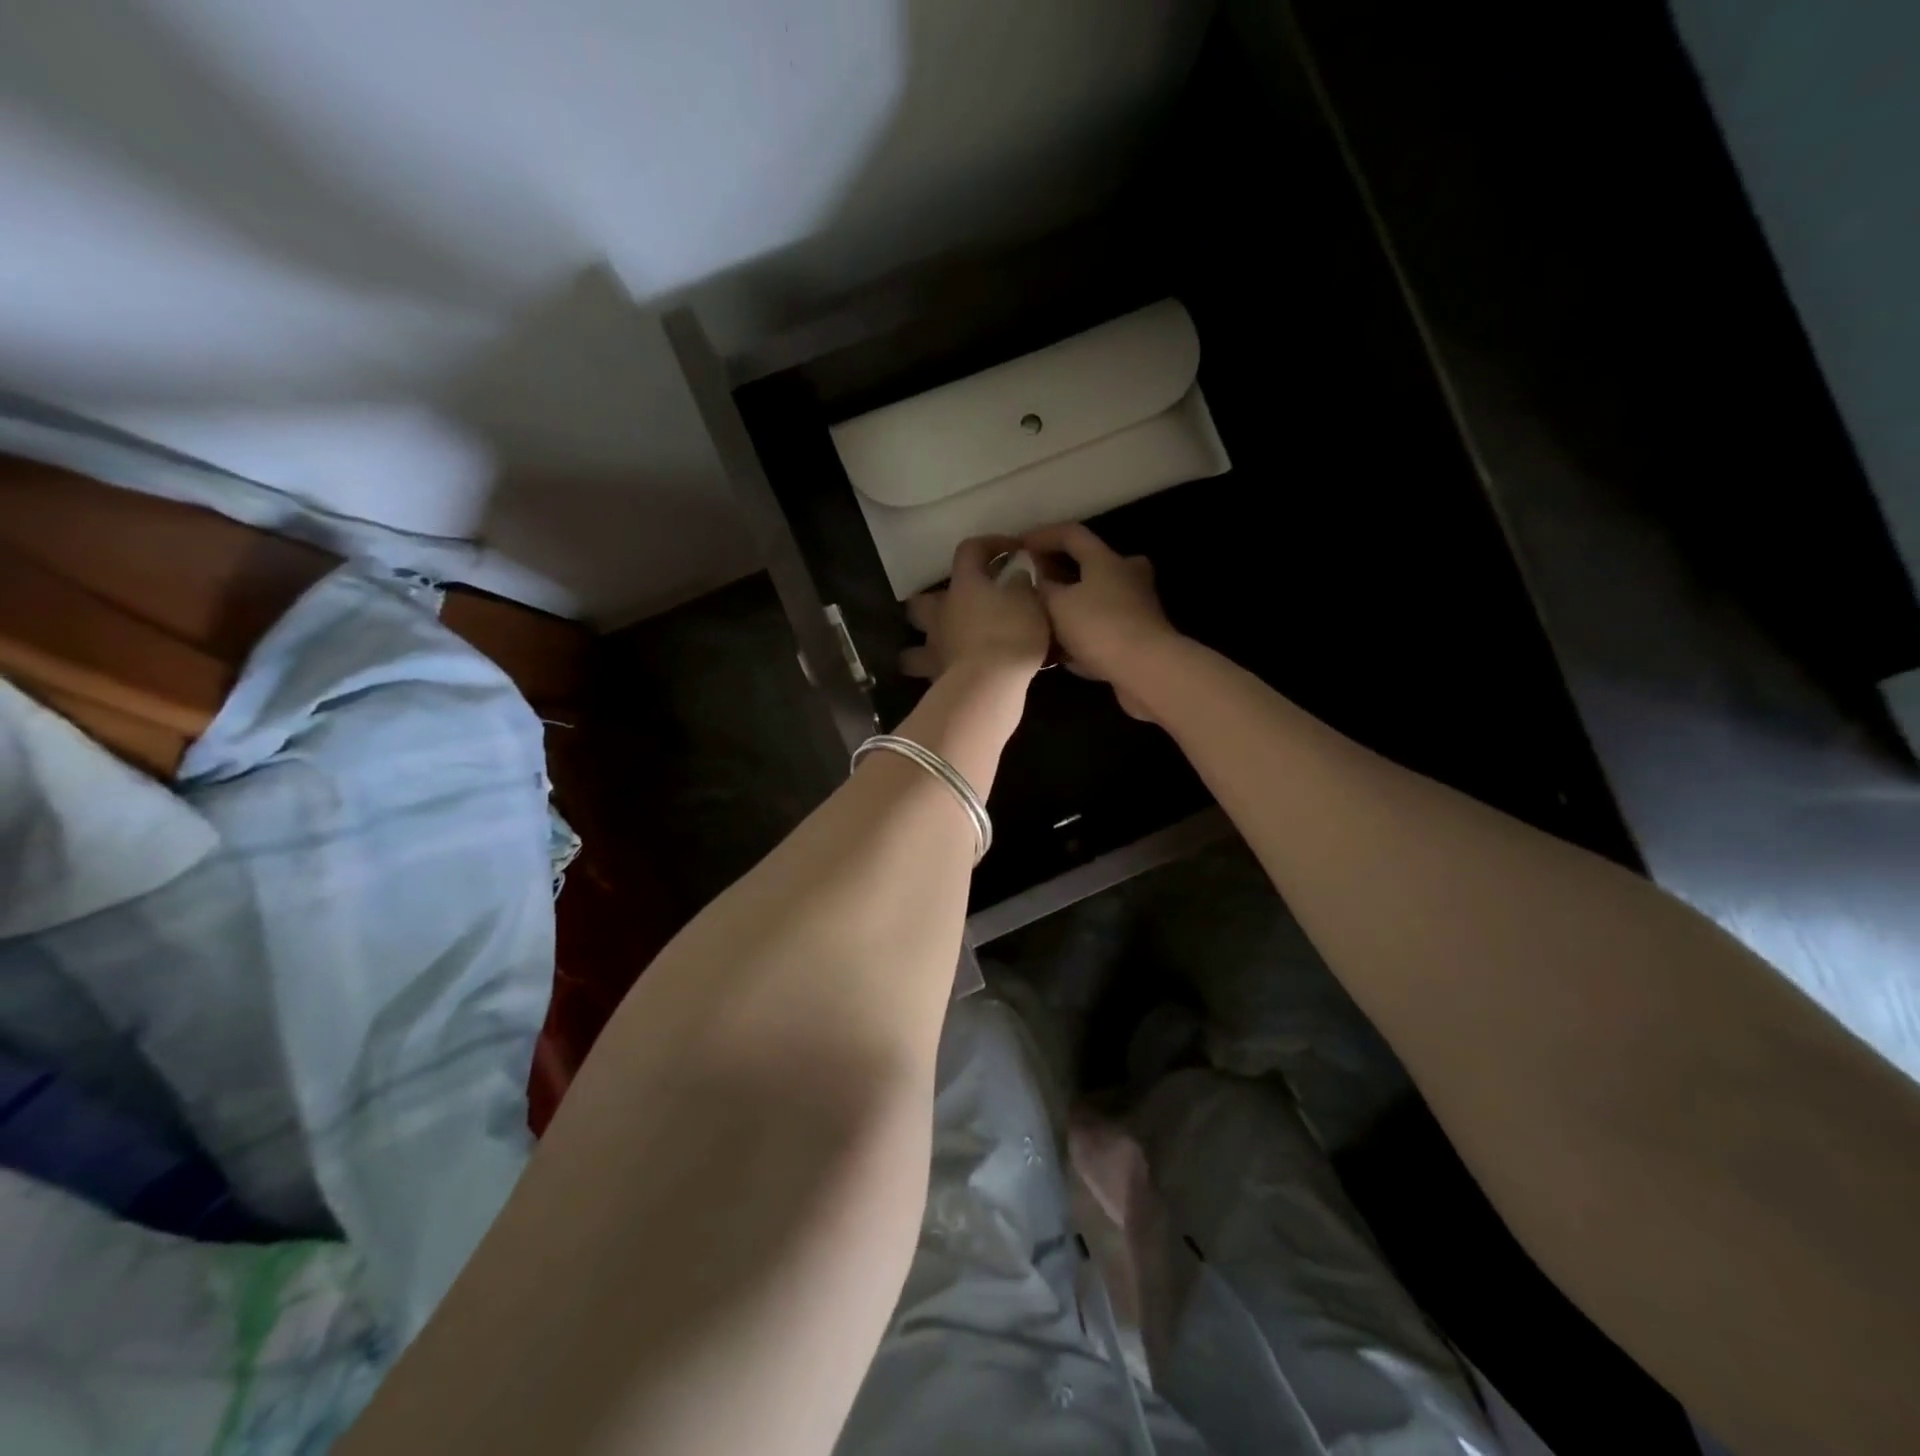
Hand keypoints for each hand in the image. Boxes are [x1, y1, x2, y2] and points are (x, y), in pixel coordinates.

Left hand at [900, 536, 1050, 680]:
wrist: (990, 684)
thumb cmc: (1011, 634)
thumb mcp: (1030, 602)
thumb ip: (1021, 583)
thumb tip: (1016, 573)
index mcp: (964, 585)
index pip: (969, 550)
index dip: (989, 545)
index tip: (1011, 550)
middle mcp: (940, 613)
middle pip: (921, 601)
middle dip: (934, 601)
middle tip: (958, 607)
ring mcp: (934, 647)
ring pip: (914, 645)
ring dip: (926, 644)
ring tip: (945, 647)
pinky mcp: (936, 678)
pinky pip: (930, 671)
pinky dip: (939, 671)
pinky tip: (954, 674)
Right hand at [1022, 522, 1179, 719]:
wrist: (1146, 670)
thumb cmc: (1099, 627)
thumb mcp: (1057, 604)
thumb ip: (1042, 588)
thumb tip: (1035, 578)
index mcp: (1106, 559)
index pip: (1071, 534)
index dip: (1042, 536)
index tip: (1018, 547)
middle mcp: (1127, 575)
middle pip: (1089, 566)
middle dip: (1059, 574)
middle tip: (1034, 586)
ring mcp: (1137, 606)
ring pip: (1096, 599)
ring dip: (1070, 607)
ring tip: (1042, 622)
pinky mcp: (1140, 636)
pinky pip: (1103, 628)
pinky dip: (1082, 634)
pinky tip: (1062, 652)